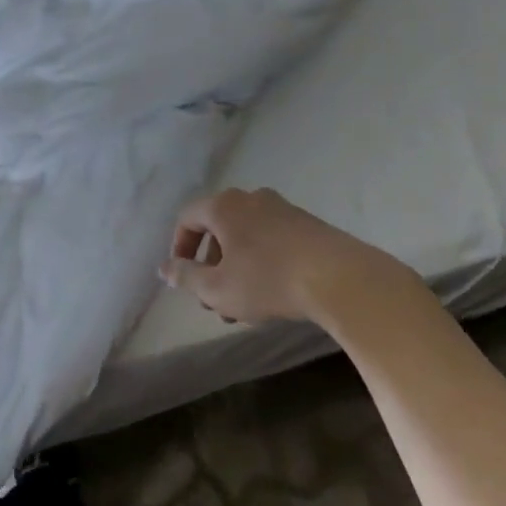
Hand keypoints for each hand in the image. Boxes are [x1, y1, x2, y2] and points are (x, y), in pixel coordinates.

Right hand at [159, 187, 415, 325]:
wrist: (341, 279)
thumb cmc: (267, 281)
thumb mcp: (216, 287)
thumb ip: (185, 276)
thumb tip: (164, 267)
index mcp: (224, 206)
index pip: (187, 217)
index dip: (178, 246)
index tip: (182, 275)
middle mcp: (251, 199)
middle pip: (218, 227)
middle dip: (210, 264)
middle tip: (212, 298)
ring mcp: (283, 209)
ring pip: (246, 237)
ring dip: (235, 268)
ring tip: (241, 306)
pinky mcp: (308, 225)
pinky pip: (271, 240)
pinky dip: (260, 262)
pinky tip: (271, 294)